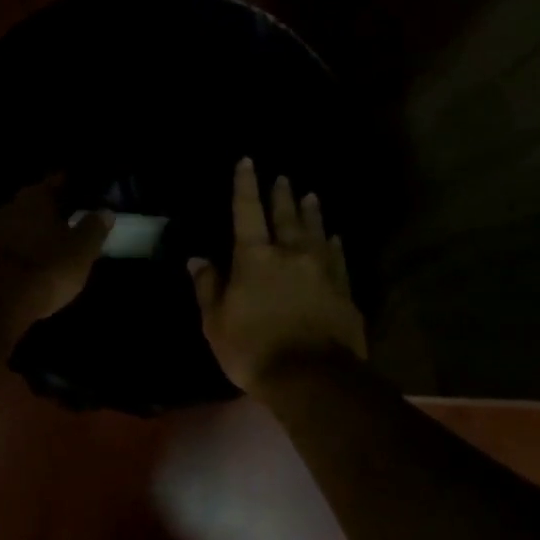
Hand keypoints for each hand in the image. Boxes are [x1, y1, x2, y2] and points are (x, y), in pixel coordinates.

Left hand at [0, 176, 112, 326]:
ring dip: (32, 230)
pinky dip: (21, 249)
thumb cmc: (48, 266)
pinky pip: (9, 245)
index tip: (77, 189)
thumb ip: (94, 228)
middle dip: (48, 209)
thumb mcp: (82, 249)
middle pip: (33, 203)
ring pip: (18, 224)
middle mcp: (10, 207)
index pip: (54, 183)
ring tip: (50, 241)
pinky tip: (32, 259)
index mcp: (34, 197)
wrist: (2, 302)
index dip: (67, 186)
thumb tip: (105, 212)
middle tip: (67, 218)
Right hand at [189, 157, 365, 395]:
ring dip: (311, 212)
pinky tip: (335, 237)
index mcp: (255, 257)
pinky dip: (334, 244)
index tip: (247, 161)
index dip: (245, 184)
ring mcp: (322, 270)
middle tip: (283, 177)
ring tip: (311, 195)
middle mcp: (291, 253)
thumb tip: (197, 258)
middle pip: (286, 216)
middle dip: (282, 194)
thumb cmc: (253, 349)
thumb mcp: (216, 322)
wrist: (312, 377)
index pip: (247, 211)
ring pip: (316, 231)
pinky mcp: (343, 290)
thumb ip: (208, 286)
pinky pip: (338, 257)